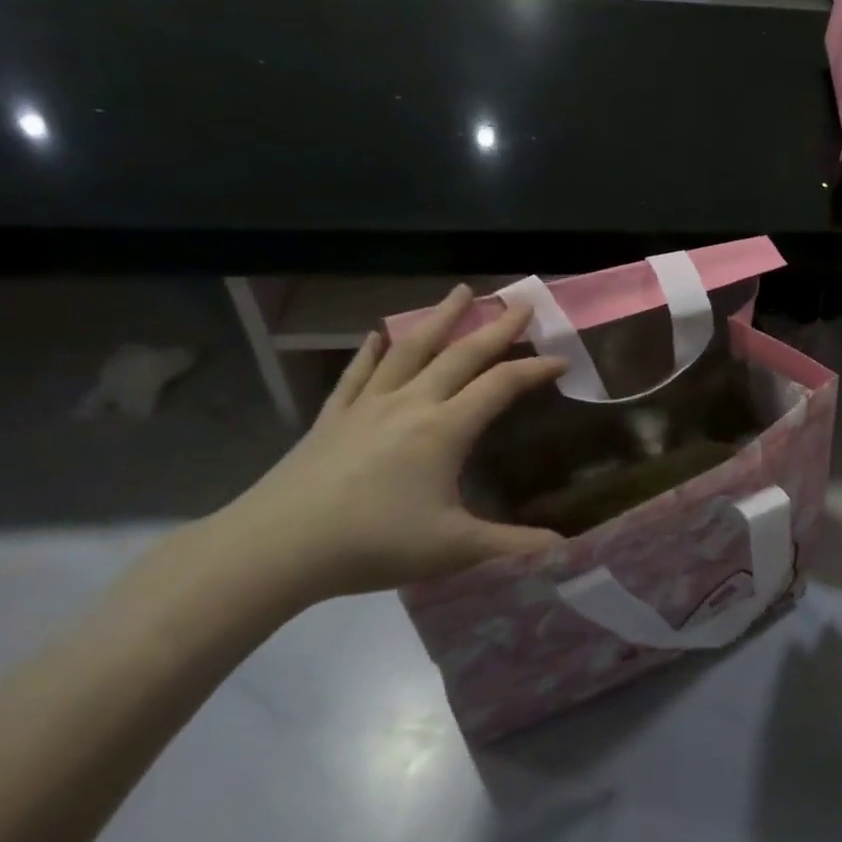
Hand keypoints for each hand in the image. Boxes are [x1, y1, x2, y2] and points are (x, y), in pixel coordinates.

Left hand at [208, 285, 567, 605]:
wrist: (276, 548)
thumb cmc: (372, 543)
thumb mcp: (452, 549)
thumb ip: (512, 546)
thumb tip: (565, 549)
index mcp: (444, 428)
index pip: (501, 385)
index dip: (536, 370)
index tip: (563, 359)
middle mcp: (411, 403)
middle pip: (461, 354)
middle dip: (496, 327)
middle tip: (521, 302)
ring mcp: (367, 406)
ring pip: (411, 349)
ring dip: (440, 318)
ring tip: (461, 292)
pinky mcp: (332, 417)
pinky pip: (358, 373)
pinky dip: (371, 351)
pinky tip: (377, 334)